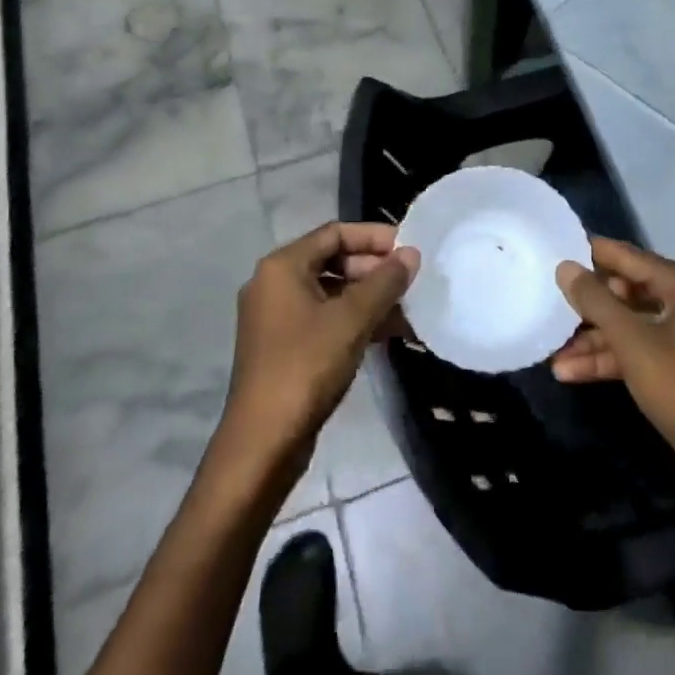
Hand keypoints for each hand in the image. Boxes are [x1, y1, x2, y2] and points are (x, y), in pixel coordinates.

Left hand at [219, 223, 417, 474]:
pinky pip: (324, 318)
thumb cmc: (306, 367)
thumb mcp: (352, 320)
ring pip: (331, 292)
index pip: (334, 233)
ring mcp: (276, 316)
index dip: (374, 237)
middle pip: (332, 260)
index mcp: (282, 266)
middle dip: (374, 269)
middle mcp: (274, 283)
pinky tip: (388, 334)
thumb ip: (384, 282)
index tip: (408, 248)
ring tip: (407, 311)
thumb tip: (411, 254)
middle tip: (411, 282)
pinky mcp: (283, 346)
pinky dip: (354, 321)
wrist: (263, 441)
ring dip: (369, 298)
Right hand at [552, 238, 674, 508]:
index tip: (559, 248)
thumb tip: (565, 267)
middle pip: (630, 293)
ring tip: (554, 354)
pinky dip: (611, 359)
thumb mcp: (631, 341)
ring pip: (632, 327)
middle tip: (552, 304)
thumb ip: (595, 300)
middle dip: (591, 307)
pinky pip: (641, 351)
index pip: (632, 258)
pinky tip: (572, 372)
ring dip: (595, 341)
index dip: (595, 254)